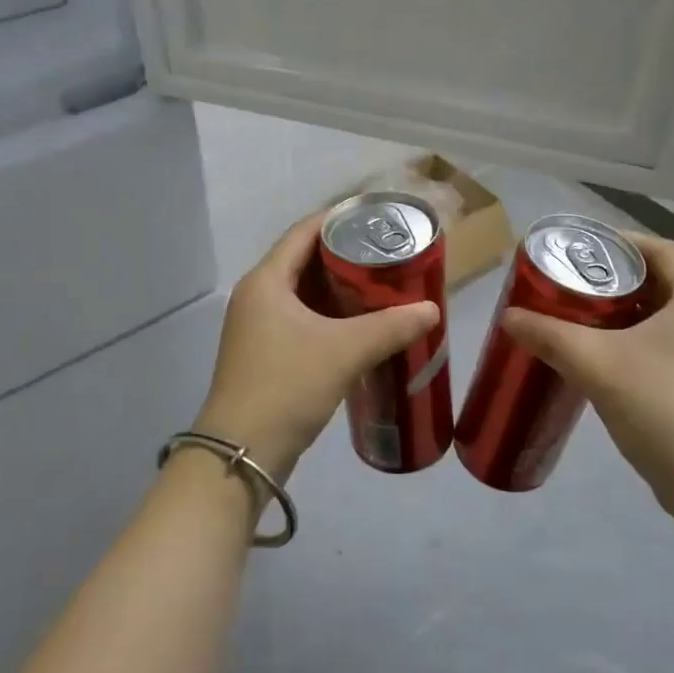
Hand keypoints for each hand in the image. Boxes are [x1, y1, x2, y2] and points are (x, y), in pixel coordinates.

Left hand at [193, 214, 439, 481]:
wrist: (241, 454)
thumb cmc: (287, 386)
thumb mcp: (344, 351)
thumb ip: (391, 327)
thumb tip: (432, 309)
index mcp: (267, 281)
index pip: (304, 232)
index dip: (339, 219)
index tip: (377, 218)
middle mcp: (257, 296)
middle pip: (304, 261)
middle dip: (346, 256)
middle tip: (389, 255)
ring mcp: (258, 327)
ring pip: (304, 294)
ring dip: (340, 290)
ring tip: (383, 287)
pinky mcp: (265, 355)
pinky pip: (302, 321)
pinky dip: (330, 317)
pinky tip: (361, 327)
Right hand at [503, 233, 673, 523]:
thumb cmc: (665, 409)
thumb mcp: (597, 366)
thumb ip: (548, 335)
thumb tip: (508, 316)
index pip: (662, 249)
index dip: (621, 242)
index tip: (580, 249)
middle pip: (662, 281)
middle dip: (614, 280)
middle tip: (569, 286)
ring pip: (665, 317)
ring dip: (623, 314)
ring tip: (578, 320)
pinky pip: (671, 346)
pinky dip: (637, 342)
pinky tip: (604, 362)